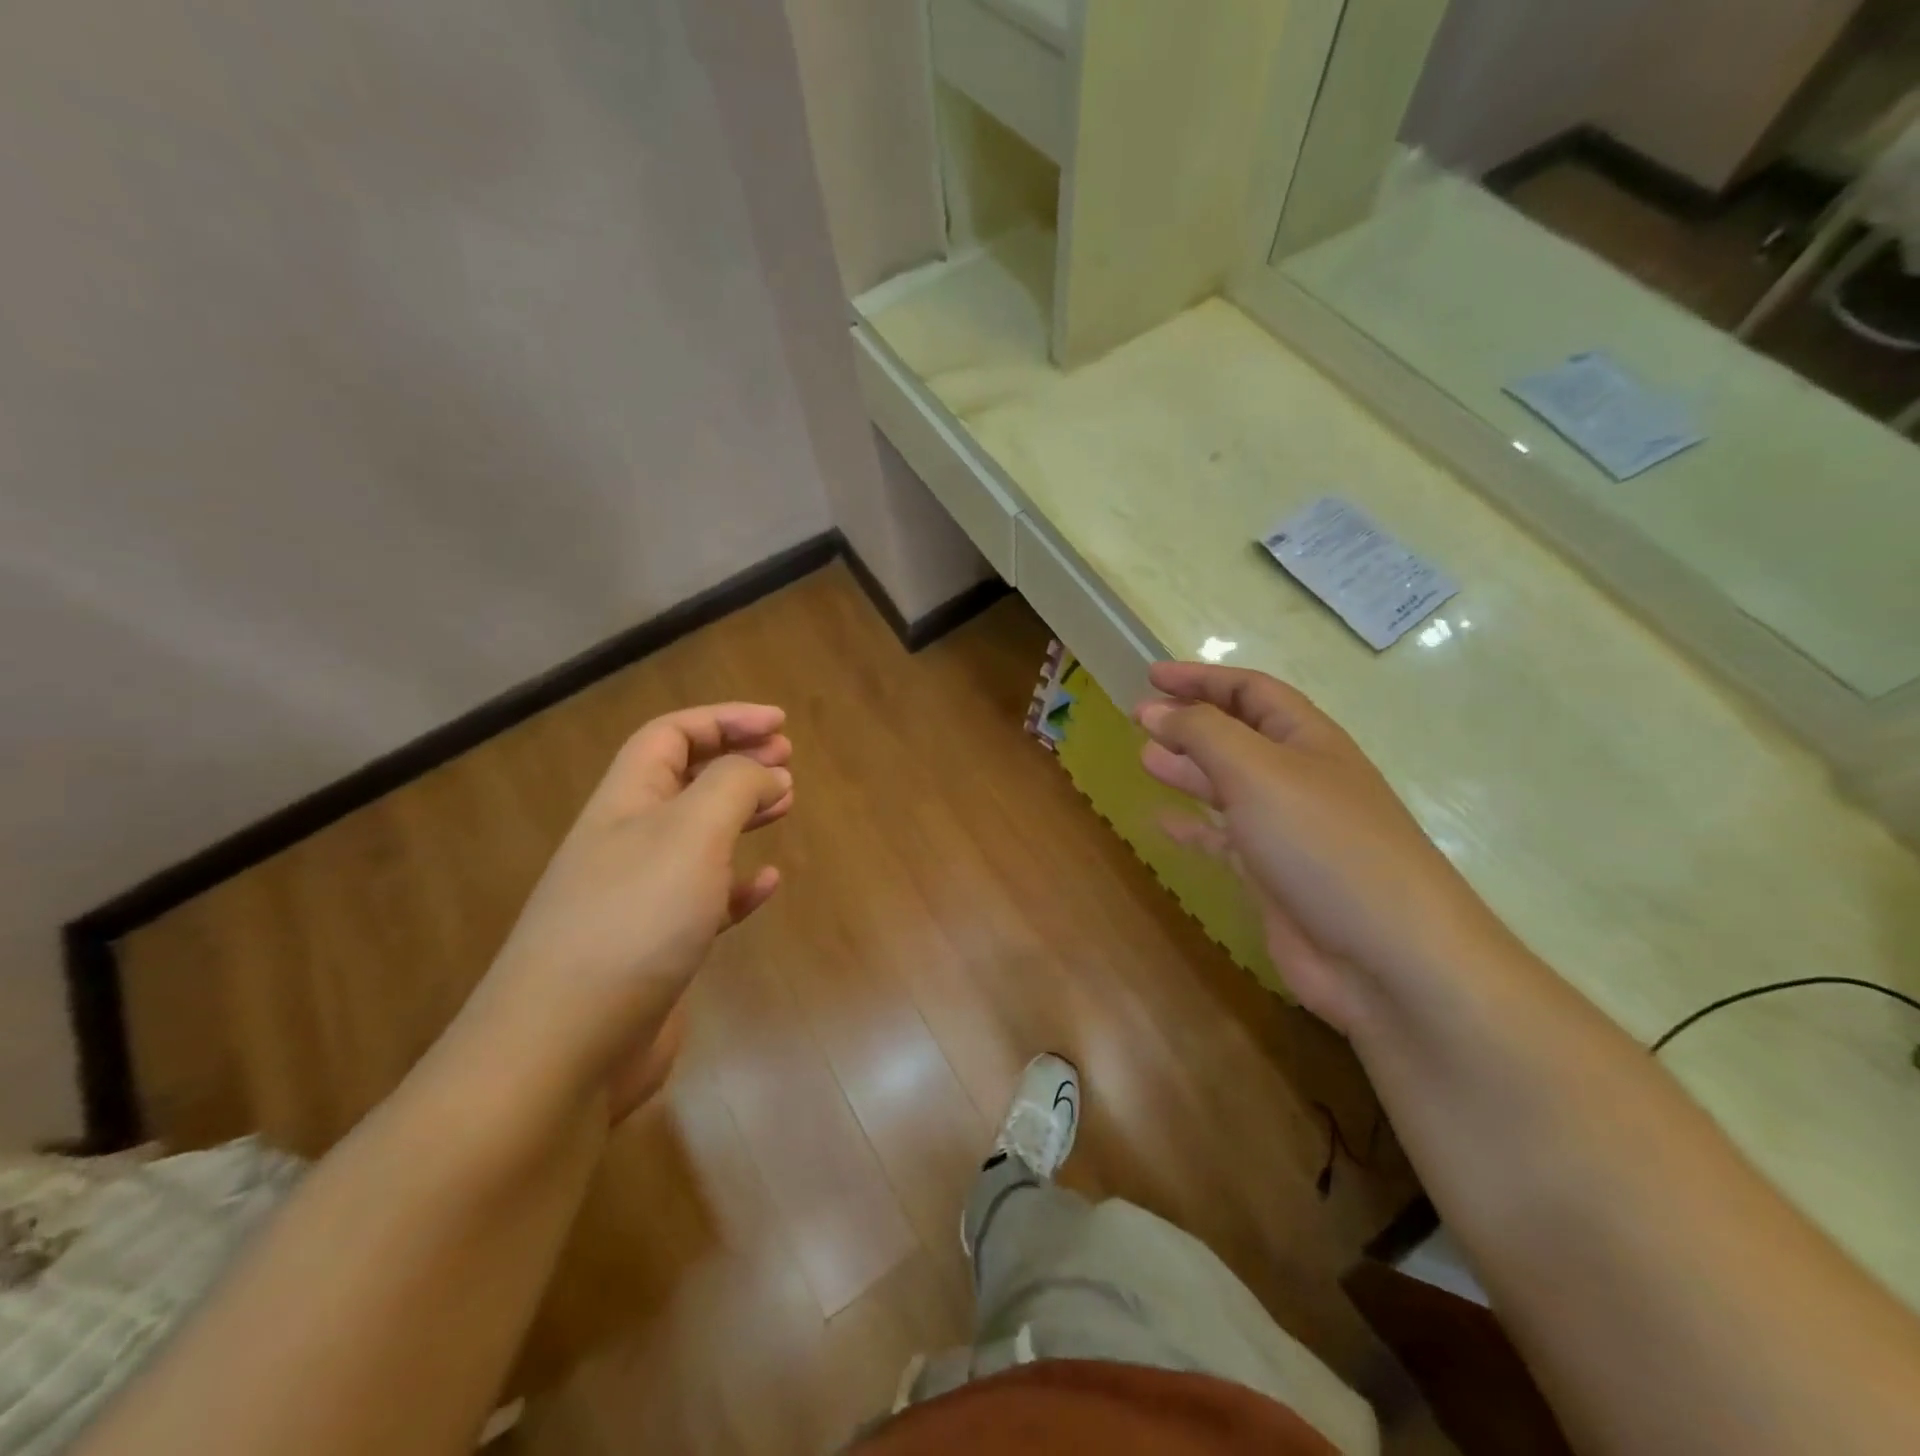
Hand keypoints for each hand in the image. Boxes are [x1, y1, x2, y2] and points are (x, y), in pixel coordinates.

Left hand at [472, 703, 792, 1120]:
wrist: (563, 1048)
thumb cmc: (633, 921)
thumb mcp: (691, 832)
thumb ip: (733, 786)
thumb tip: (764, 770)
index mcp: (626, 802)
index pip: (672, 735)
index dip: (725, 719)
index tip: (780, 724)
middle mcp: (627, 842)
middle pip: (683, 780)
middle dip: (736, 760)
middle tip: (786, 759)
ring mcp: (639, 898)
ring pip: (697, 836)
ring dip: (741, 813)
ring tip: (784, 804)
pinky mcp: (657, 948)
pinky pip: (705, 899)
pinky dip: (739, 883)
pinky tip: (767, 883)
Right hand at [1135, 663, 1499, 1032]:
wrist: (1386, 955)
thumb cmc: (1322, 842)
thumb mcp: (1257, 770)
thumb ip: (1202, 733)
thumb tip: (1154, 710)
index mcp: (1307, 739)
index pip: (1250, 691)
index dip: (1201, 678)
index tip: (1151, 675)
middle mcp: (1299, 778)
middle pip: (1238, 735)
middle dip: (1190, 721)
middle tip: (1140, 718)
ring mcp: (1287, 830)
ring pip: (1229, 786)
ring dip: (1188, 769)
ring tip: (1145, 759)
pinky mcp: (1273, 876)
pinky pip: (1224, 840)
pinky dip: (1194, 828)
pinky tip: (1162, 823)